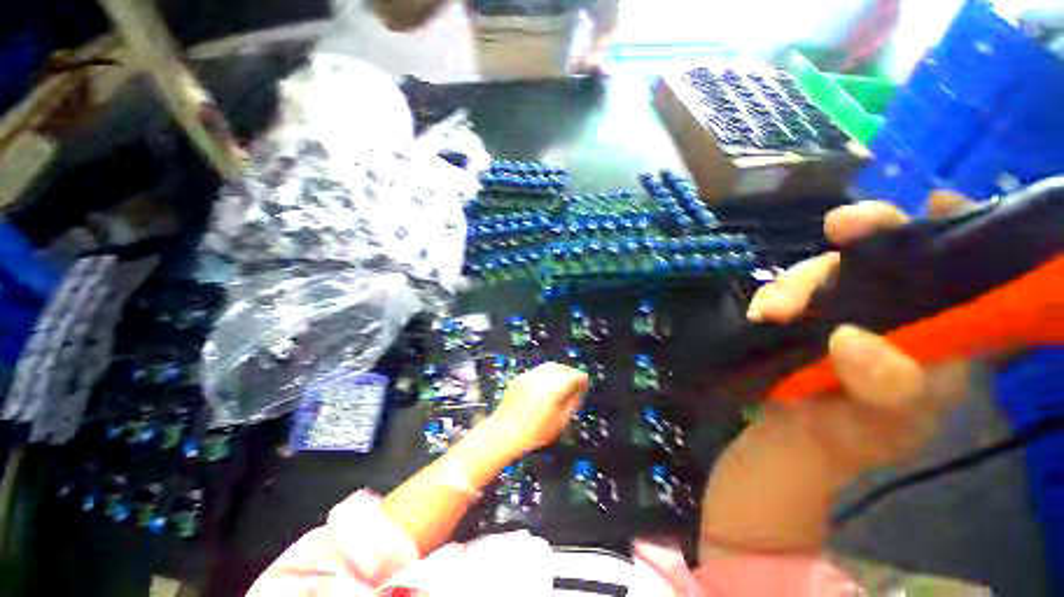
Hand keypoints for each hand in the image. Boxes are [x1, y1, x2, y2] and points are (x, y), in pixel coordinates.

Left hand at [490, 362, 588, 454]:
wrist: (505, 432)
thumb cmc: (535, 431)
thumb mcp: (560, 421)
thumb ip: (572, 403)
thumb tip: (577, 392)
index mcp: (555, 387)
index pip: (574, 375)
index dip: (582, 379)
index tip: (585, 384)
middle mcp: (542, 377)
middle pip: (562, 367)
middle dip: (570, 373)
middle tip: (575, 382)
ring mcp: (529, 375)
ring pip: (549, 366)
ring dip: (558, 372)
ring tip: (561, 383)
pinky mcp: (520, 377)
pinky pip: (537, 371)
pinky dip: (544, 375)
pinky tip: (544, 386)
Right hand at [745, 192, 974, 473]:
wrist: (795, 437)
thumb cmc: (858, 434)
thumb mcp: (886, 422)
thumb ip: (886, 387)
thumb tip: (847, 339)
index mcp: (941, 328)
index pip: (963, 267)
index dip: (956, 229)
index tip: (935, 205)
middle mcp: (896, 305)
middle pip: (887, 252)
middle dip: (866, 231)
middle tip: (842, 225)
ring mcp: (843, 304)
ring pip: (827, 267)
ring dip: (798, 281)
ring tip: (774, 313)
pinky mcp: (801, 310)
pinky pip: (785, 289)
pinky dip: (771, 297)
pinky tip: (762, 316)